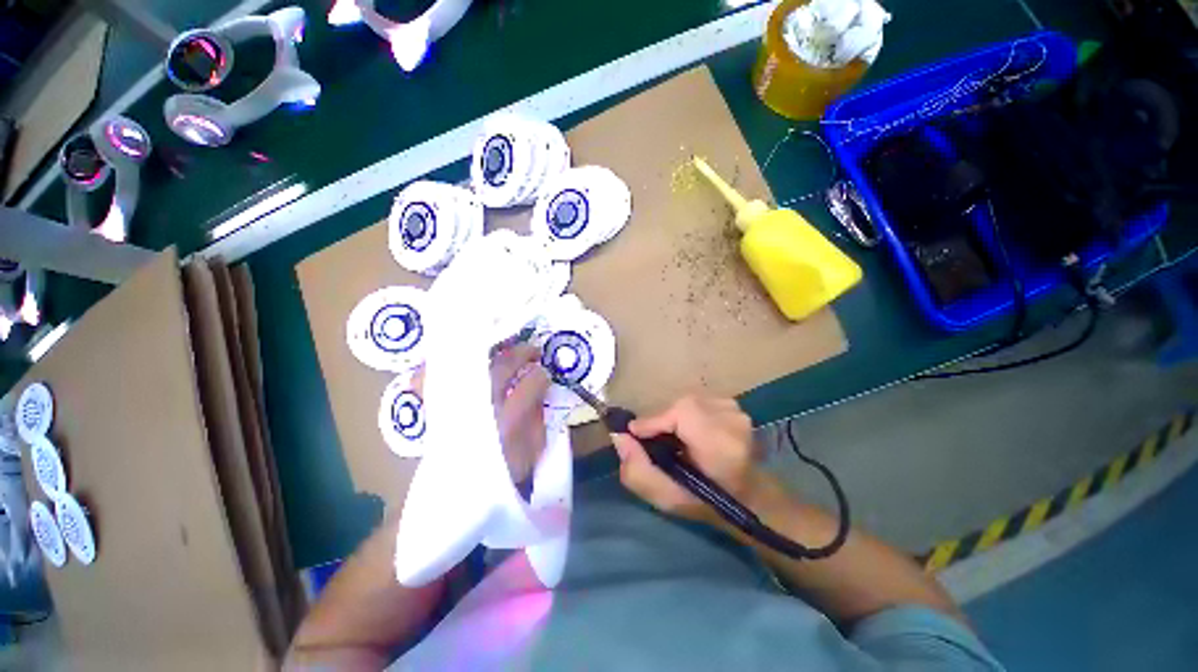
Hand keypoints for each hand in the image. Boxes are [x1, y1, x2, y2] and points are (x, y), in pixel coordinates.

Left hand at [410, 345, 549, 482]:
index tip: (545, 373)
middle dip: (521, 353)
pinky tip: (458, 357)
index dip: (542, 375)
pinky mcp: (437, 409)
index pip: (531, 383)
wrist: (458, 496)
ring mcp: (457, 405)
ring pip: (472, 364)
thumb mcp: (532, 453)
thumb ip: (539, 421)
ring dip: (491, 351)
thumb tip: (541, 393)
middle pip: (502, 366)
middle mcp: (481, 407)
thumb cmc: (502, 477)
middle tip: (533, 351)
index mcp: (508, 421)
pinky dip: (442, 366)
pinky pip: (432, 379)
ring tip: (504, 349)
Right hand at [612, 395, 776, 525]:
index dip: (654, 421)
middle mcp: (733, 421)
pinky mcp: (735, 406)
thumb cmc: (707, 503)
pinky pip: (699, 402)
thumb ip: (637, 470)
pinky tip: (691, 432)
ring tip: (674, 439)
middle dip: (663, 421)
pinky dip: (688, 414)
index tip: (635, 433)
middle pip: (682, 407)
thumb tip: (619, 436)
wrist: (749, 498)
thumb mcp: (666, 498)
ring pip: (689, 403)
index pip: (682, 414)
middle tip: (654, 441)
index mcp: (721, 446)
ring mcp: (737, 411)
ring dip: (675, 418)